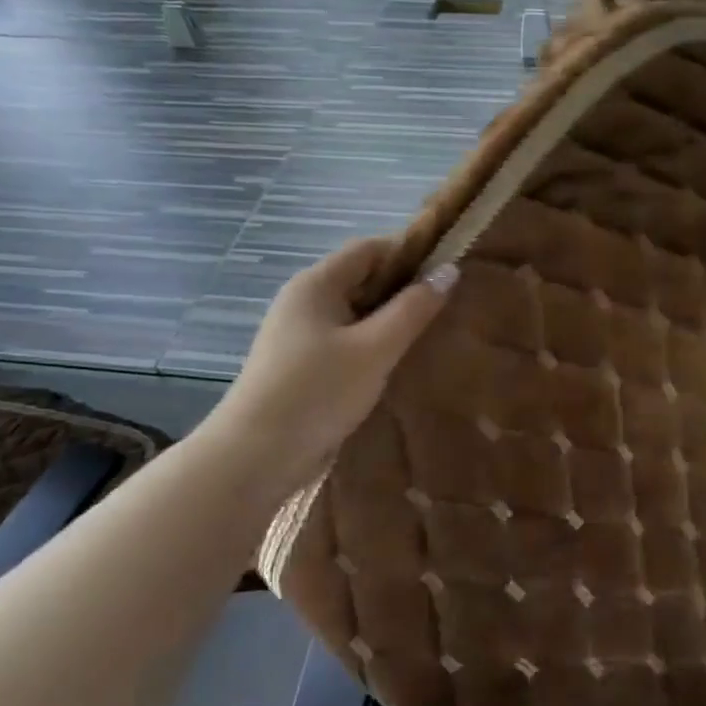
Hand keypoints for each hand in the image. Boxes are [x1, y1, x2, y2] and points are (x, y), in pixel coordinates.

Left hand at [206, 238, 455, 498]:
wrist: (256, 457)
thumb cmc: (317, 392)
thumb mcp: (375, 349)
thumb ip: (413, 309)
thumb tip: (449, 271)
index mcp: (316, 284)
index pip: (370, 249)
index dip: (410, 253)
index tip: (449, 273)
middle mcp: (305, 301)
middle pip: (362, 279)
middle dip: (404, 290)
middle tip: (449, 308)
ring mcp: (300, 334)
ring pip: (356, 314)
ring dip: (390, 322)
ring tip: (431, 336)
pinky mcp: (302, 365)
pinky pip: (347, 341)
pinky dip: (374, 346)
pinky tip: (398, 365)